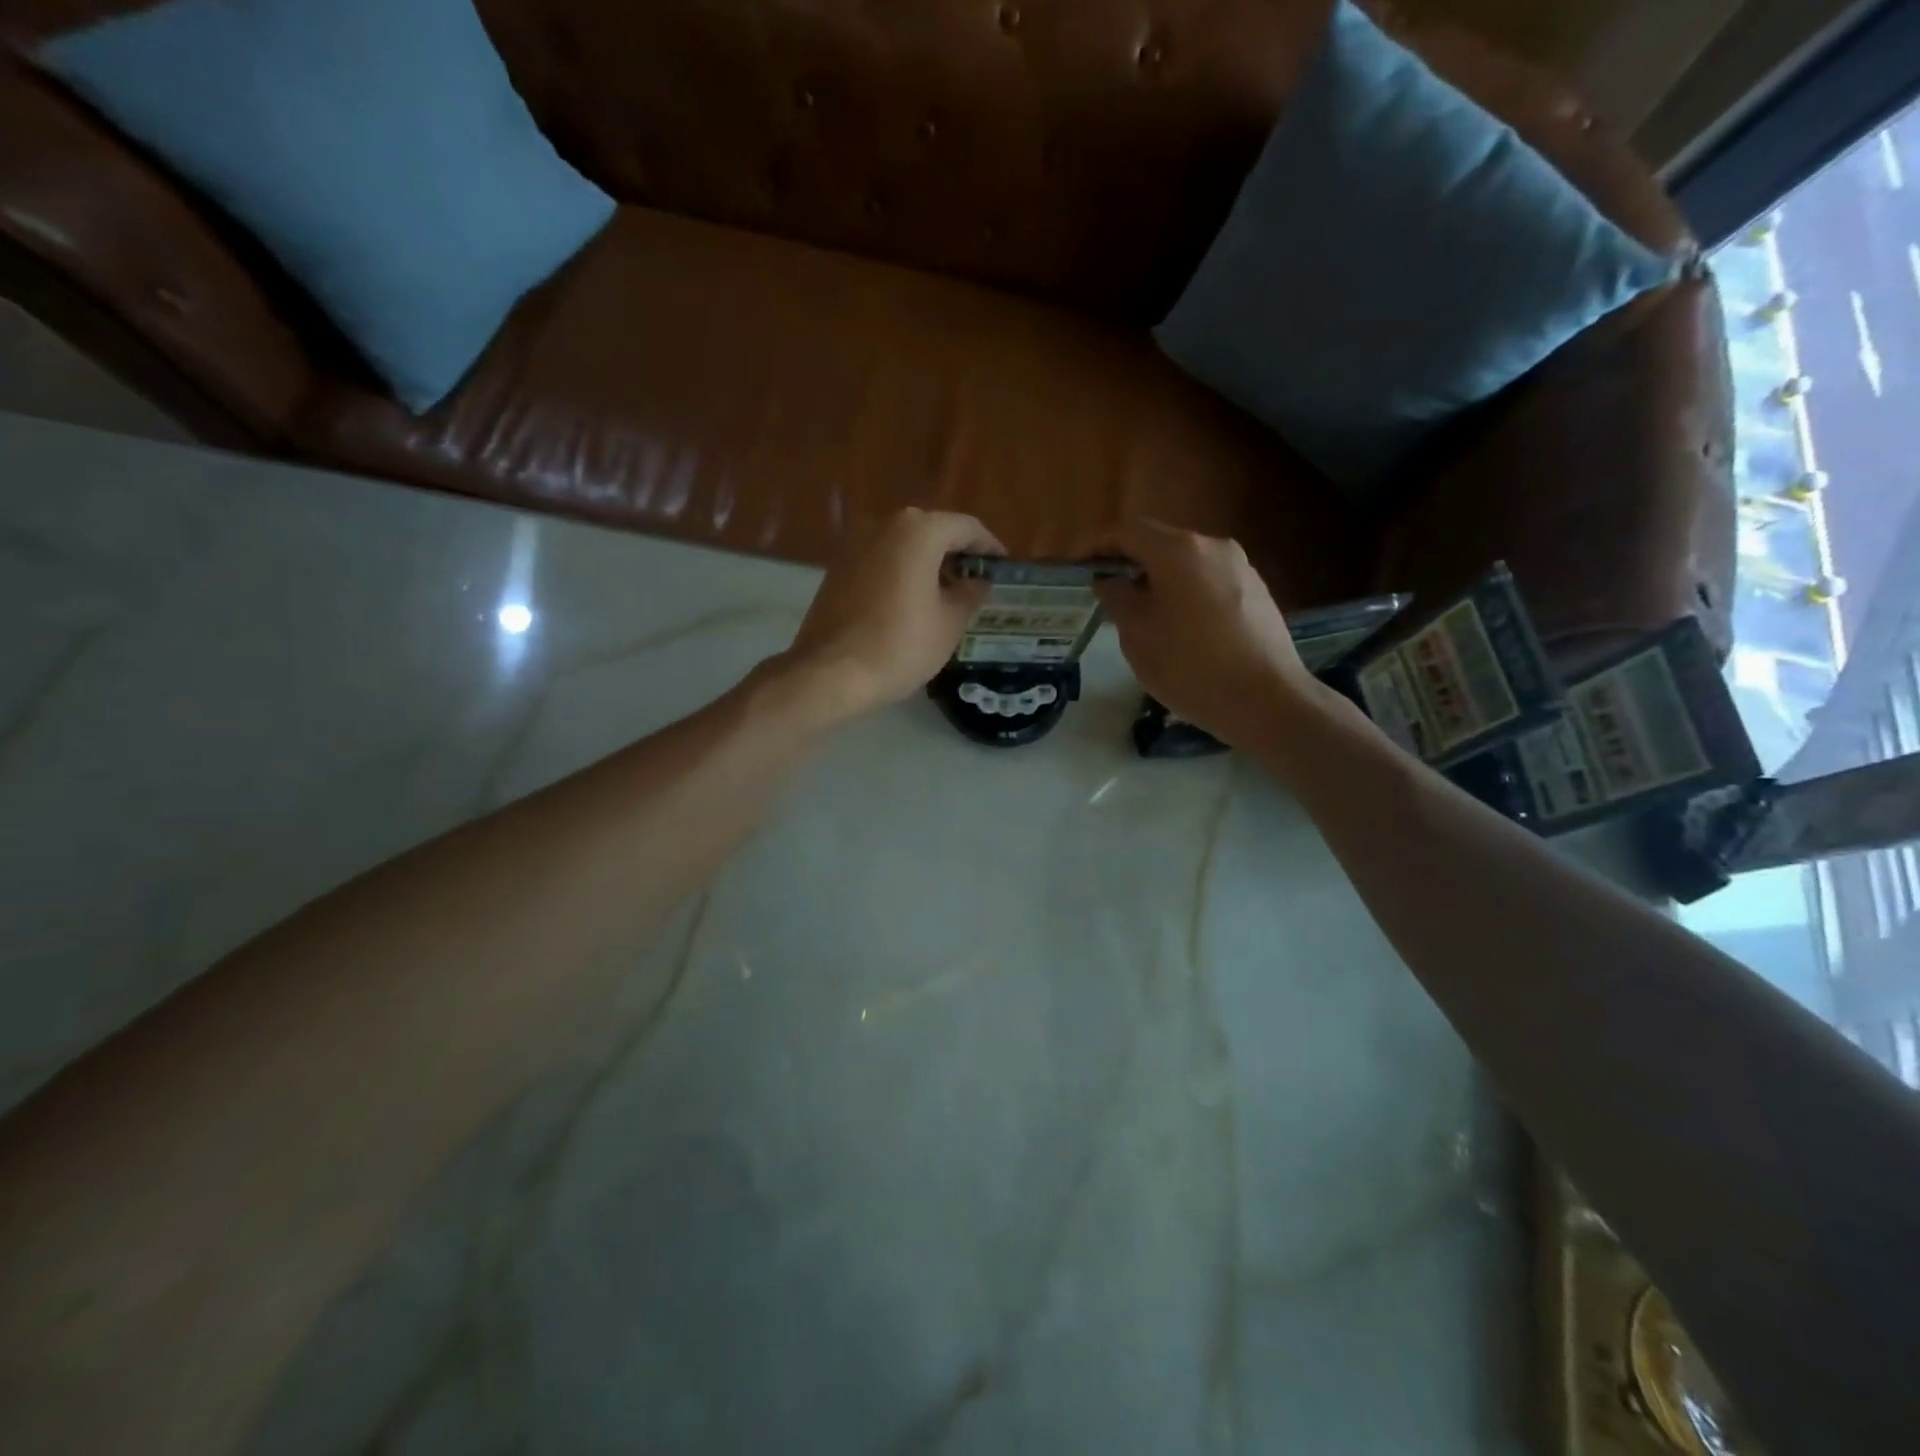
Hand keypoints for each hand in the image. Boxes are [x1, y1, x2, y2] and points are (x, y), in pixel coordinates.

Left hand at [782, 507, 1003, 720]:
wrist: (831, 673)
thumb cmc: (900, 645)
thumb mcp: (950, 623)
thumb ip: (970, 594)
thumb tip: (978, 582)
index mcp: (918, 530)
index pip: (966, 527)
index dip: (989, 547)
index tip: (1003, 568)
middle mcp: (884, 525)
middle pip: (933, 531)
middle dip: (958, 555)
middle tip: (977, 583)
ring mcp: (855, 545)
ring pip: (904, 546)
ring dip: (929, 564)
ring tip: (948, 596)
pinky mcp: (837, 568)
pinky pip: (881, 561)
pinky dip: (902, 573)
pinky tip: (913, 603)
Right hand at [1094, 520, 1316, 747]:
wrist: (1267, 700)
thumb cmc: (1190, 667)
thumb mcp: (1137, 636)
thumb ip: (1117, 599)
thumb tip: (1110, 581)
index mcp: (1178, 550)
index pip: (1128, 531)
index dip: (1100, 547)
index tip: (1082, 571)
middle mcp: (1213, 547)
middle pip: (1160, 545)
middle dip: (1132, 567)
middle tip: (1111, 601)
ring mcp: (1241, 568)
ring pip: (1187, 566)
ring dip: (1161, 584)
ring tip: (1147, 622)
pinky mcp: (1259, 592)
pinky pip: (1211, 584)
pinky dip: (1188, 597)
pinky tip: (1184, 634)